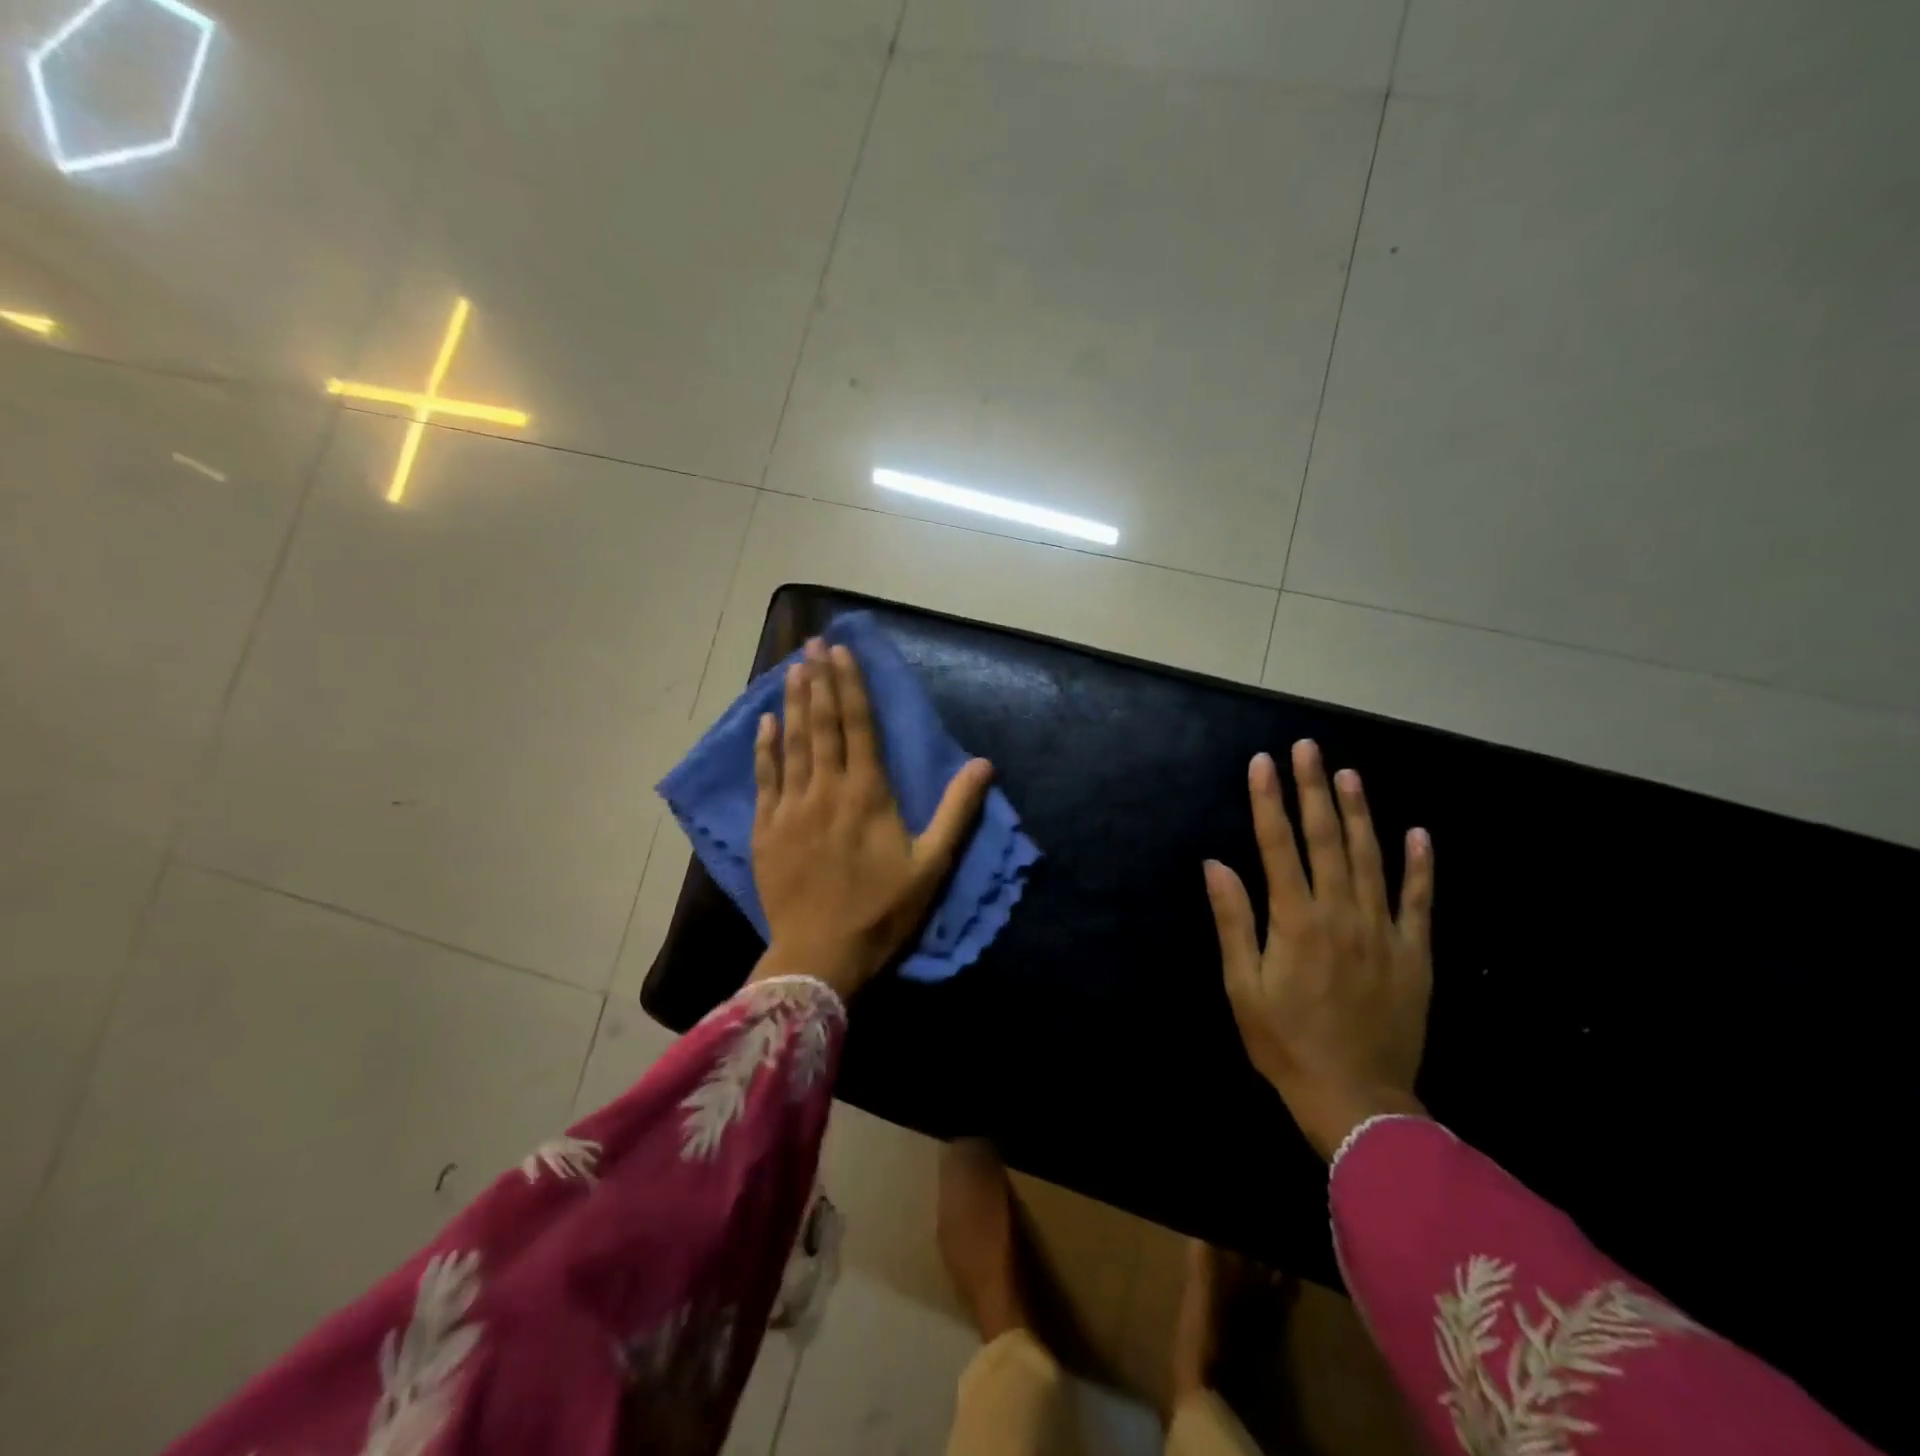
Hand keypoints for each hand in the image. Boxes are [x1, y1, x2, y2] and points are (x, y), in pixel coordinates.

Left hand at [750, 638, 993, 998]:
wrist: (820, 956)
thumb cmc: (882, 911)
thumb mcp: (932, 864)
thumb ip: (957, 810)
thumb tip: (984, 764)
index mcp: (868, 793)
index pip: (858, 725)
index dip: (850, 685)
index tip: (841, 651)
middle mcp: (827, 789)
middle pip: (822, 724)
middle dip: (819, 680)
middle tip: (812, 643)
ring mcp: (791, 808)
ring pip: (792, 743)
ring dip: (794, 703)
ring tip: (793, 668)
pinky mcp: (767, 830)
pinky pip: (765, 778)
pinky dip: (765, 748)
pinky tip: (765, 722)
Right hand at [1203, 740, 1434, 1159]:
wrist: (1357, 1101)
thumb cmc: (1286, 1044)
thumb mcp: (1242, 987)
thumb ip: (1234, 921)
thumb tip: (1217, 864)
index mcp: (1296, 921)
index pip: (1278, 846)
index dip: (1269, 800)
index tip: (1263, 762)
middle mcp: (1341, 914)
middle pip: (1327, 839)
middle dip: (1314, 789)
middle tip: (1308, 747)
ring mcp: (1383, 932)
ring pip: (1371, 858)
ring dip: (1360, 812)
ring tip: (1349, 774)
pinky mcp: (1415, 954)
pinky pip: (1419, 901)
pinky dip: (1419, 866)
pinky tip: (1418, 833)